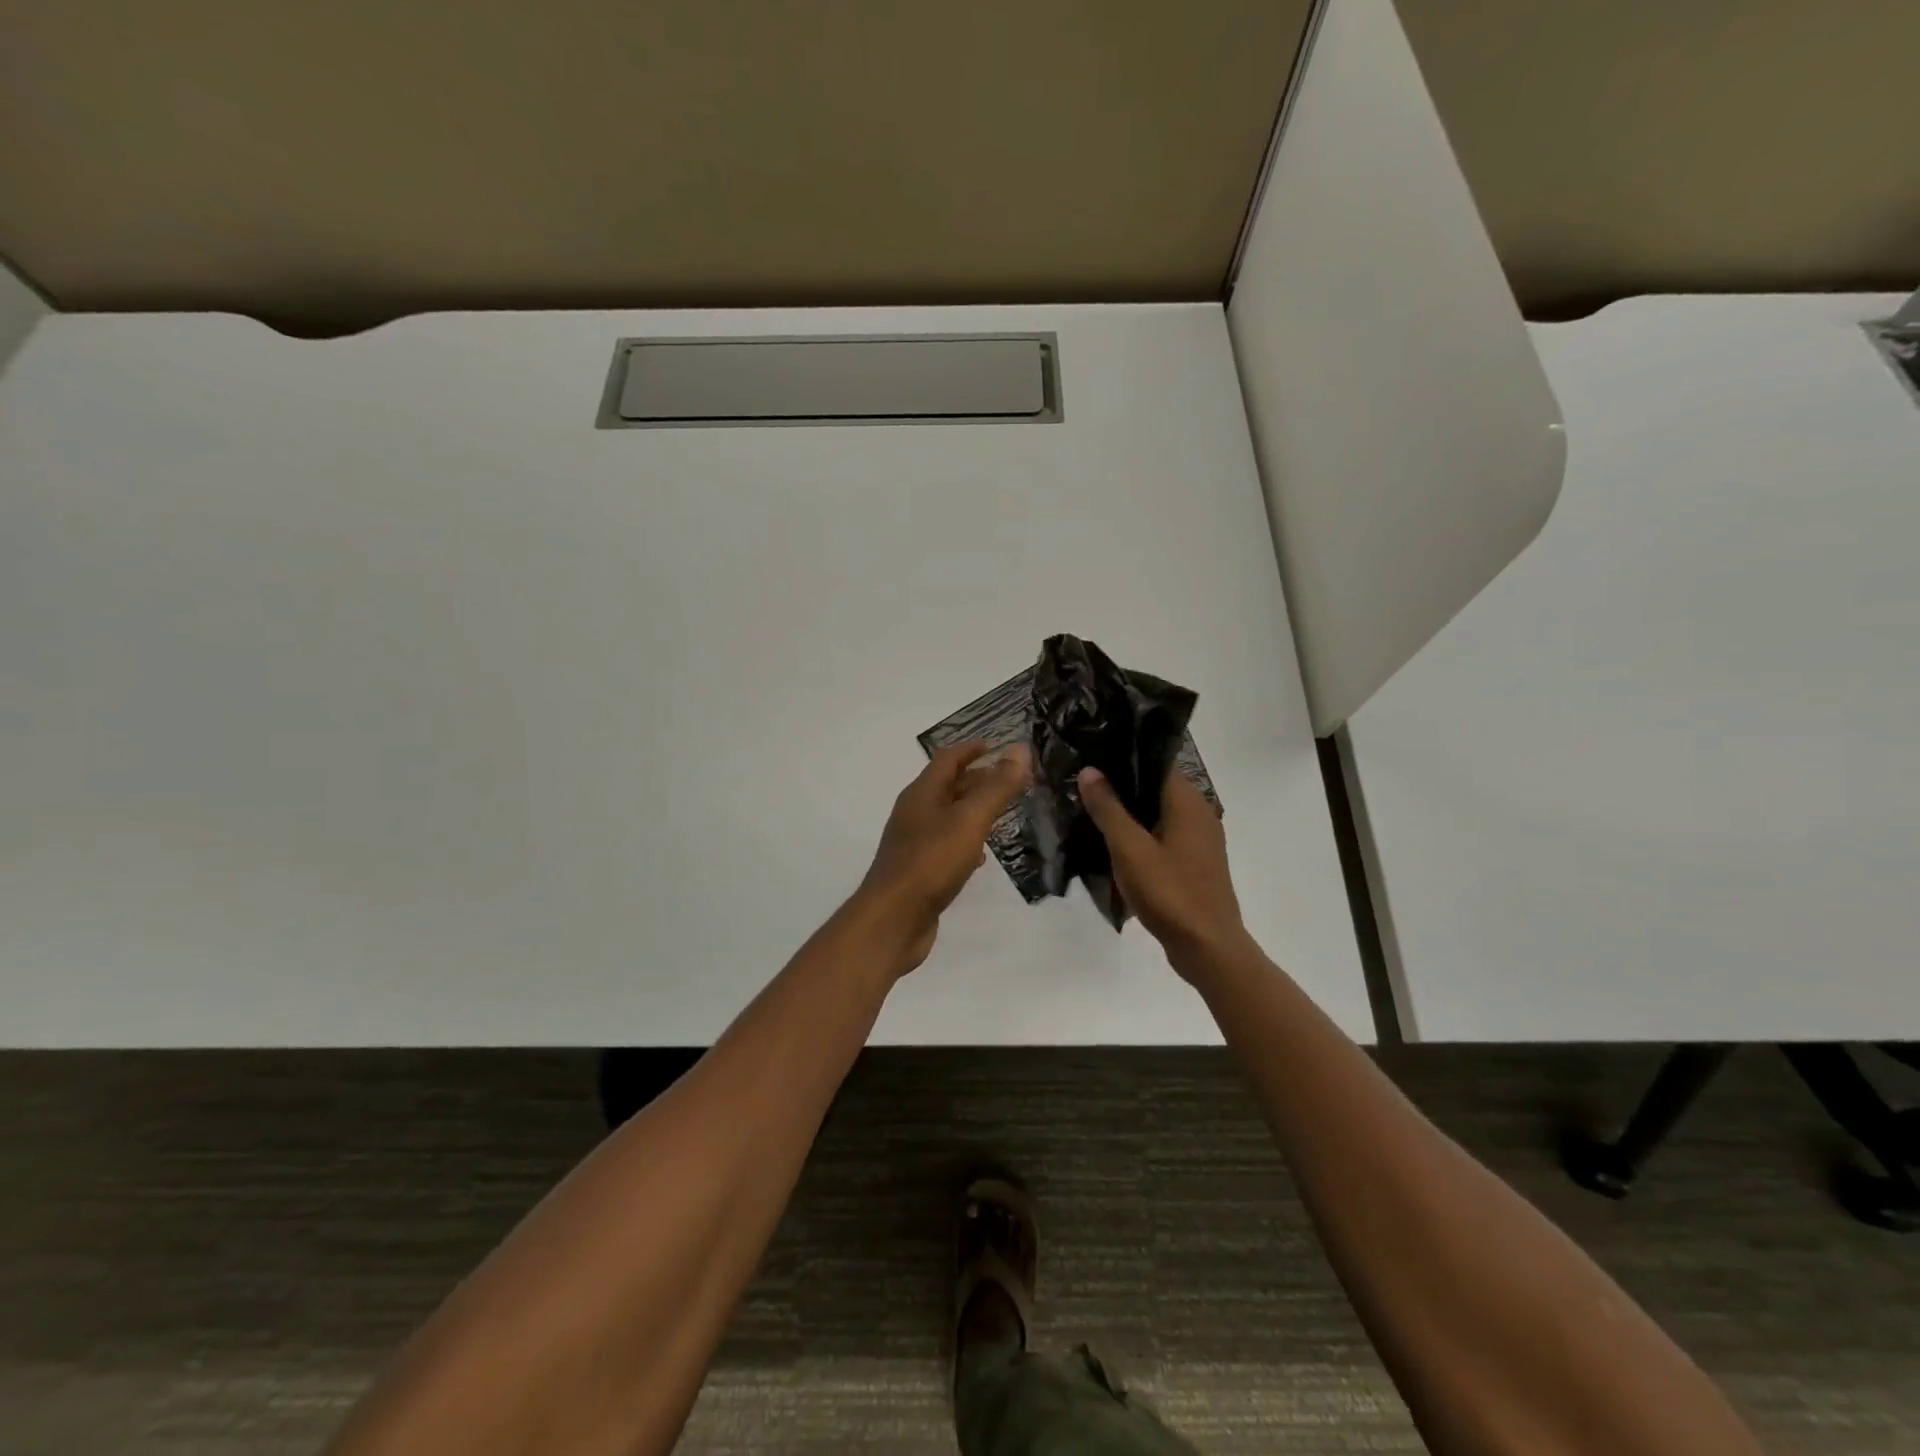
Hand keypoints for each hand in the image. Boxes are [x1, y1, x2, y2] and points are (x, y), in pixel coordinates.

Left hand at [854, 742, 1032, 975]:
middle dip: (979, 779)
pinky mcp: (919, 869)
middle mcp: (914, 812)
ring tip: (1003, 813)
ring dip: (974, 810)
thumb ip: (997, 787)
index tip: (1000, 746)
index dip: (973, 749)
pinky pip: (946, 844)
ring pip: (948, 816)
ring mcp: (914, 842)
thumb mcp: (970, 820)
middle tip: (1012, 781)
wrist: (893, 919)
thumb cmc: (931, 862)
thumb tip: (1020, 749)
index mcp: (922, 793)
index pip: (948, 758)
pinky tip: (982, 856)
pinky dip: (966, 841)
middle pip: (948, 786)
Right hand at [1077, 765, 1247, 976]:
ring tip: (1093, 810)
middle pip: (1157, 787)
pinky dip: (1142, 834)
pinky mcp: (1195, 862)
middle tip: (1084, 783)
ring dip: (1131, 812)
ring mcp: (1200, 840)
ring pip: (1160, 813)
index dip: (1125, 757)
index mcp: (1188, 802)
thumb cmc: (1169, 892)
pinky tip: (1116, 844)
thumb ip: (1108, 808)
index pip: (1156, 762)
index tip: (1093, 756)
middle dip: (1123, 785)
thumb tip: (1090, 770)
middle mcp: (1200, 813)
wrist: (1207, 948)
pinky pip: (1165, 835)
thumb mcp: (1130, 849)